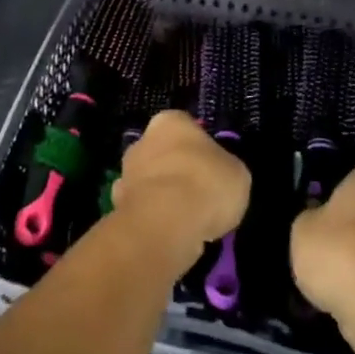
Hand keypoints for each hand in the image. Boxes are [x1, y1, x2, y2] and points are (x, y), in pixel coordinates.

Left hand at [112, 110, 249, 263]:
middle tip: (200, 195)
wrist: (165, 222)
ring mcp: (126, 173)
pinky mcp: (117, 204)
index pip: (187, 127)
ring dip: (163, 195)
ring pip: (150, 181)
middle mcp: (142, 140)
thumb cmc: (206, 184)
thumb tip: (218, 174)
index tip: (213, 170)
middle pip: (164, 153)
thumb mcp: (237, 173)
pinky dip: (153, 218)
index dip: (201, 149)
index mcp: (171, 121)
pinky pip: (142, 208)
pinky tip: (169, 232)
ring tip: (187, 220)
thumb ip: (224, 168)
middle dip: (177, 171)